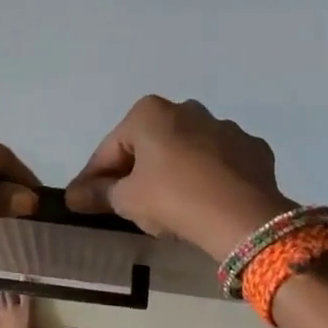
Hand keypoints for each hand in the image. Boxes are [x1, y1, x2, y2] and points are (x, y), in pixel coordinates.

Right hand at [64, 97, 293, 261]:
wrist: (243, 218)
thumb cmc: (173, 199)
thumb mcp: (127, 200)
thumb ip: (99, 193)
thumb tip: (74, 196)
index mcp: (150, 113)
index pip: (111, 148)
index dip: (93, 177)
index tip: (83, 199)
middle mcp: (188, 109)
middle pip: (150, 144)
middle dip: (136, 169)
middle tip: (125, 202)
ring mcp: (225, 127)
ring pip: (187, 150)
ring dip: (174, 170)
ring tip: (169, 205)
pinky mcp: (253, 149)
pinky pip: (220, 162)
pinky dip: (209, 177)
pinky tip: (205, 201)